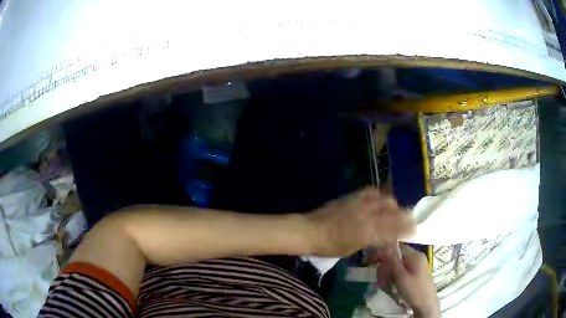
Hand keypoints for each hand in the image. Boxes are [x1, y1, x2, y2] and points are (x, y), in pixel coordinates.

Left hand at [306, 187, 414, 256]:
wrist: (310, 230)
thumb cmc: (329, 246)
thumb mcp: (353, 249)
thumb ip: (371, 242)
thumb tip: (384, 239)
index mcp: (369, 231)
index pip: (395, 228)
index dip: (407, 228)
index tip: (414, 228)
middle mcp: (368, 214)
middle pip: (393, 210)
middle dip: (402, 215)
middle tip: (404, 220)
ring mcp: (360, 202)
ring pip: (385, 199)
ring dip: (392, 205)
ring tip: (392, 210)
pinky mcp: (352, 195)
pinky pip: (371, 191)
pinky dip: (379, 195)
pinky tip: (379, 200)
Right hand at [379, 243, 439, 317]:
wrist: (426, 304)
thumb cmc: (414, 290)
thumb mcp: (401, 276)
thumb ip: (392, 261)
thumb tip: (384, 246)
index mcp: (415, 255)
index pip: (396, 247)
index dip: (383, 252)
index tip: (372, 261)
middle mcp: (416, 257)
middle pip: (396, 256)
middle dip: (386, 267)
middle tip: (380, 278)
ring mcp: (417, 265)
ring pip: (397, 265)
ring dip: (389, 274)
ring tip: (385, 284)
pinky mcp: (415, 273)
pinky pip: (401, 271)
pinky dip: (394, 277)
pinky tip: (391, 286)